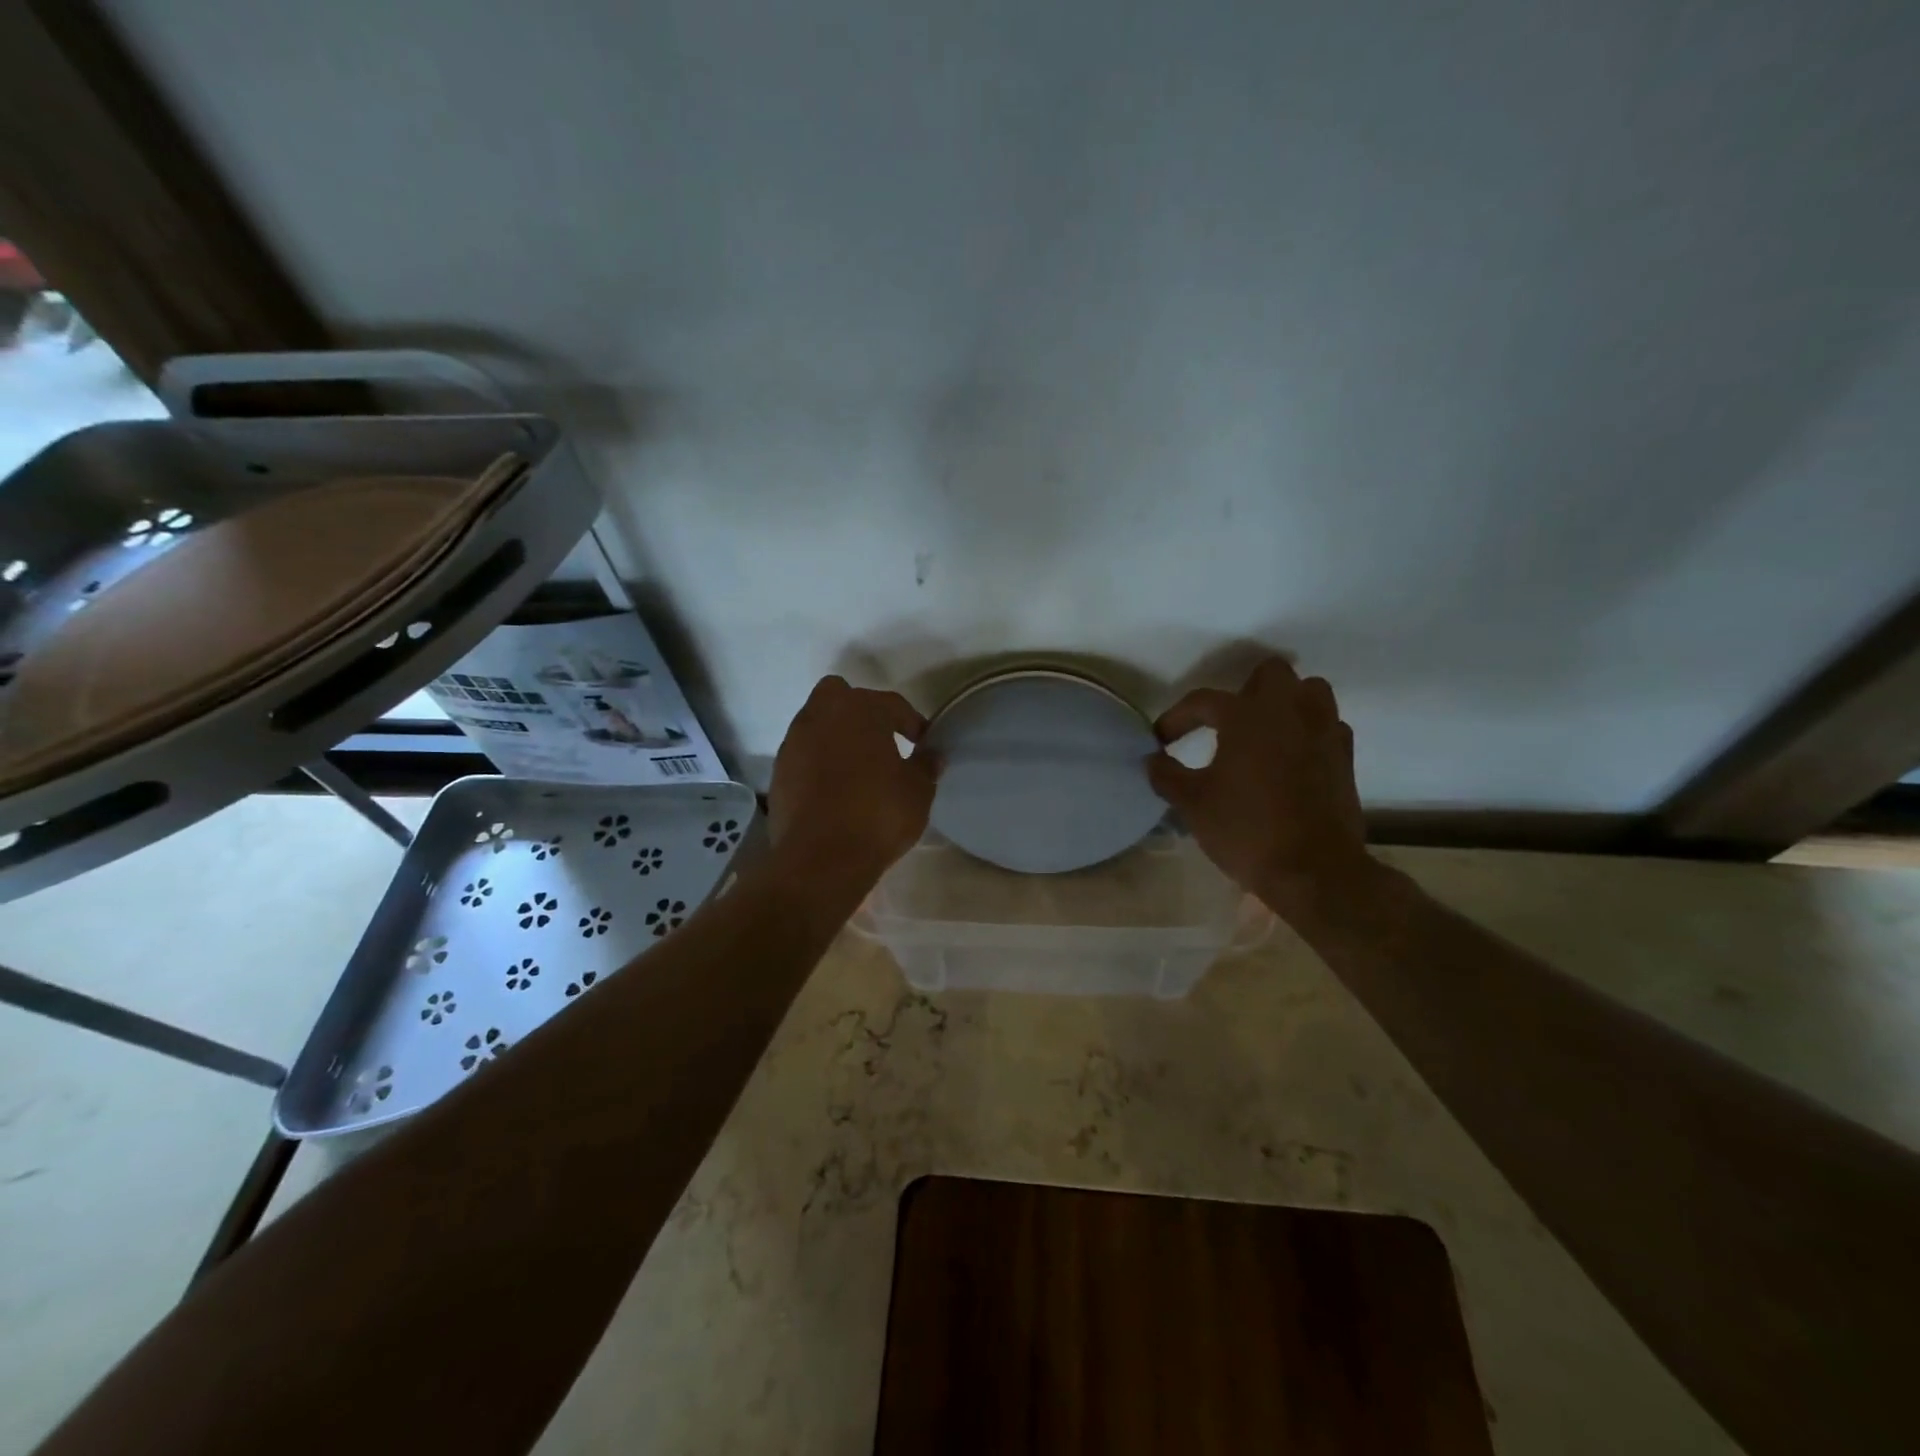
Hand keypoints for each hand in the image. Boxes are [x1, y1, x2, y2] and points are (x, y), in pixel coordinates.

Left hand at [769, 676, 938, 890]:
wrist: (820, 858)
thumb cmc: (878, 815)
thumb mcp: (918, 791)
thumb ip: (926, 765)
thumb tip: (932, 754)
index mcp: (860, 709)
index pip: (893, 704)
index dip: (912, 723)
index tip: (923, 744)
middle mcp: (821, 714)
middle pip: (841, 695)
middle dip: (861, 711)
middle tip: (881, 740)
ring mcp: (794, 742)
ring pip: (818, 722)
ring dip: (837, 735)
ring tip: (858, 766)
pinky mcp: (779, 770)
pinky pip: (804, 753)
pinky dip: (818, 760)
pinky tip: (835, 787)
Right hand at [1148, 658, 1371, 915]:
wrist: (1314, 870)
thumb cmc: (1246, 830)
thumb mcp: (1192, 804)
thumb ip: (1167, 775)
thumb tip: (1152, 759)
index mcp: (1246, 716)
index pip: (1203, 700)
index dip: (1177, 718)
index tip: (1161, 740)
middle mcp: (1289, 711)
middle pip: (1270, 674)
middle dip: (1245, 690)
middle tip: (1226, 723)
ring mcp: (1323, 731)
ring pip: (1309, 691)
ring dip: (1285, 703)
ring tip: (1264, 733)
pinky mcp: (1345, 757)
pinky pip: (1328, 725)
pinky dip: (1309, 732)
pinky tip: (1292, 758)